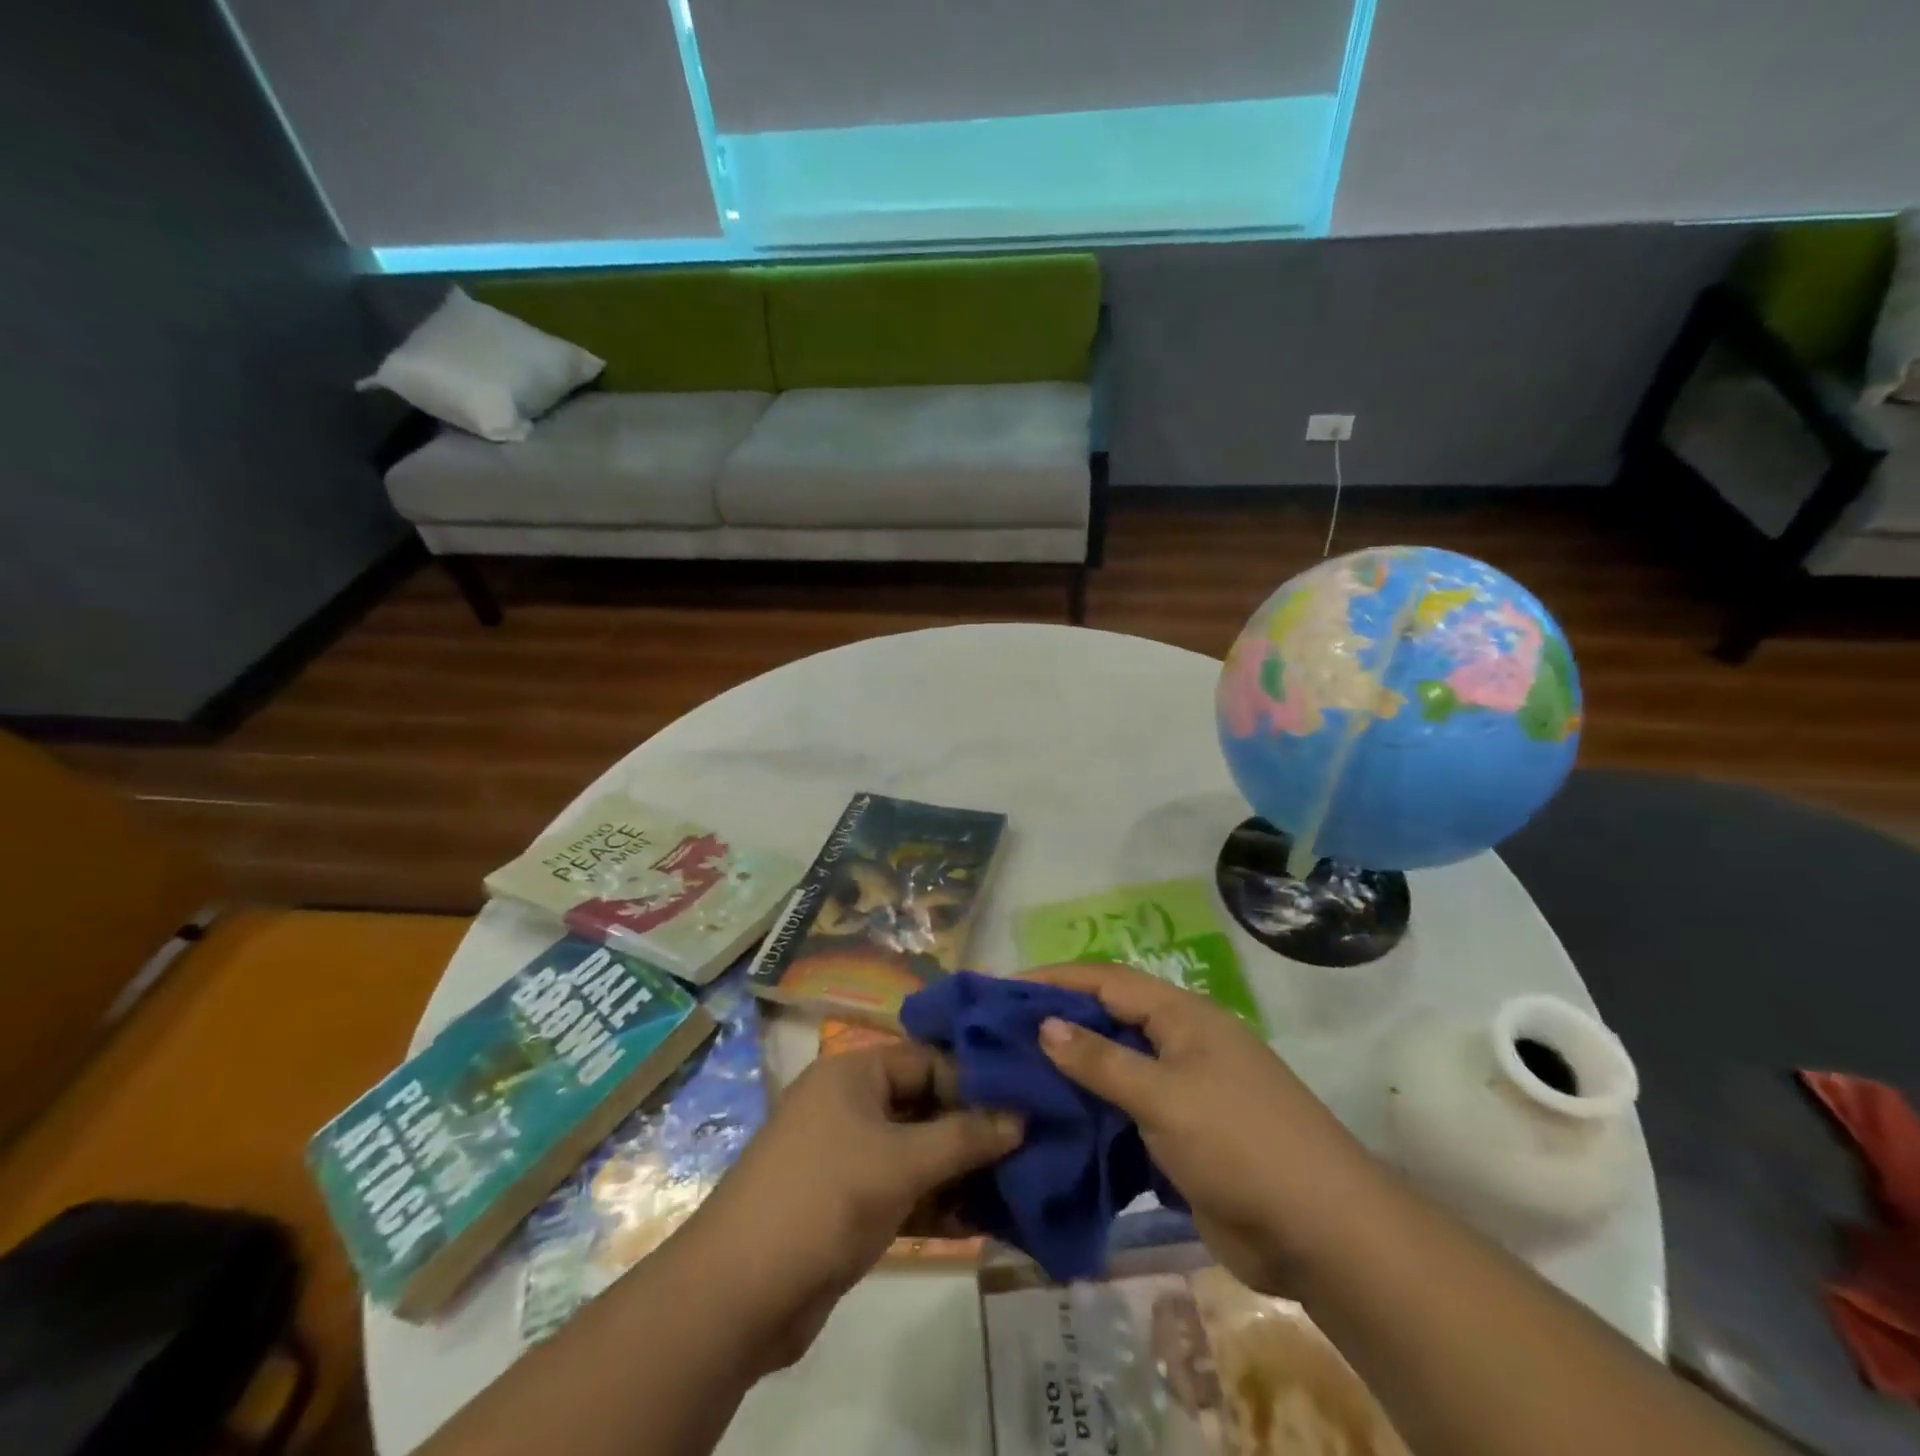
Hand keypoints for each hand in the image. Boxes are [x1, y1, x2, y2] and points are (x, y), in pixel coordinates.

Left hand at [682, 1039, 1022, 1372]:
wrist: (737, 1295)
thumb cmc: (822, 1200)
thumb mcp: (899, 1163)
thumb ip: (964, 1138)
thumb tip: (1021, 1117)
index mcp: (854, 1073)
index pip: (927, 1058)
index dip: (976, 1078)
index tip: (1027, 1099)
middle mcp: (852, 1105)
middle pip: (926, 1104)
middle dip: (975, 1126)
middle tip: (1034, 1142)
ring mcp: (852, 1156)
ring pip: (920, 1151)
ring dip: (964, 1169)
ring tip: (1024, 1181)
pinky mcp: (853, 1204)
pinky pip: (908, 1190)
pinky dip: (942, 1202)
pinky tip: (990, 1219)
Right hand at [1026, 963, 1380, 1294]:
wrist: (1323, 1234)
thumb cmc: (1241, 1144)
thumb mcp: (1164, 1096)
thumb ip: (1101, 1061)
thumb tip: (1045, 1024)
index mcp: (1183, 1016)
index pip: (1106, 981)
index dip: (1055, 979)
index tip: (1003, 989)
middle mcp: (1181, 1043)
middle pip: (1108, 1020)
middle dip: (1057, 1024)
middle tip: (999, 1036)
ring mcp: (1184, 1091)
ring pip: (1115, 1069)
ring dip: (1072, 1072)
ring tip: (1014, 1078)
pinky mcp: (1183, 1136)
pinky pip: (1127, 1112)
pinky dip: (1093, 1114)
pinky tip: (1055, 1125)